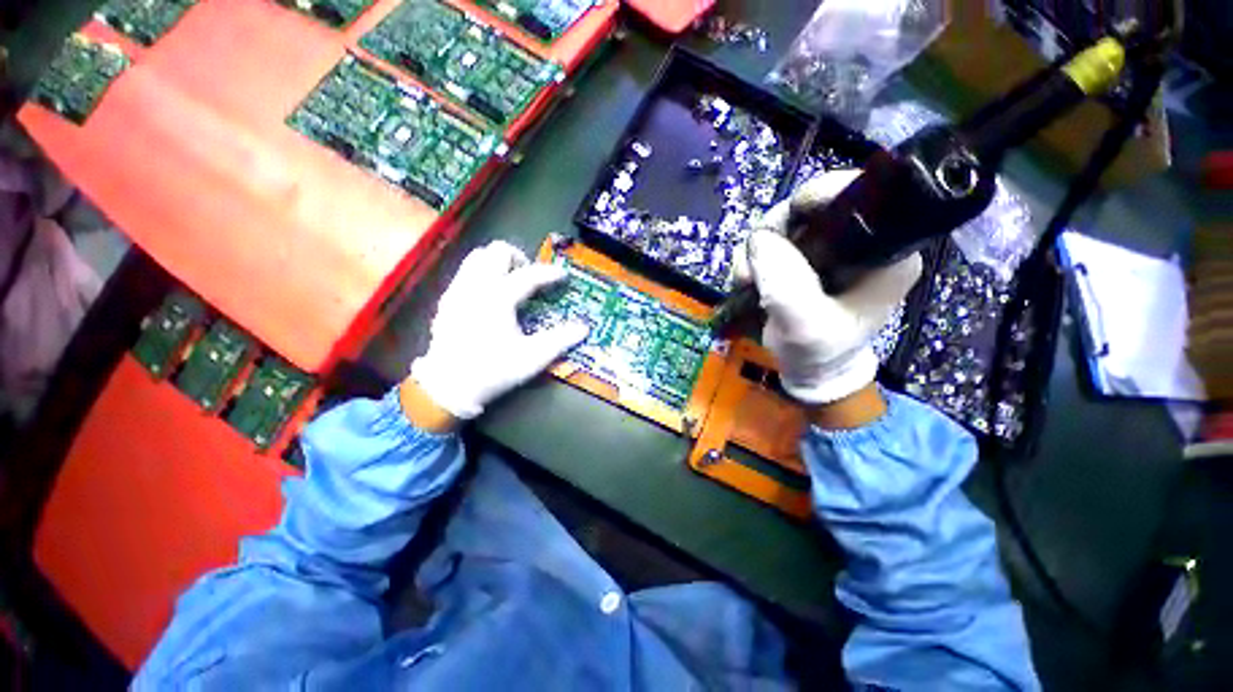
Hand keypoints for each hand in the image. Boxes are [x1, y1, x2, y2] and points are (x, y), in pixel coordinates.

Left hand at [407, 241, 588, 422]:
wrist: (449, 387)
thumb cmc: (494, 370)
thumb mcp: (533, 357)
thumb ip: (561, 340)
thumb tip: (584, 328)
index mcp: (498, 298)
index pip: (529, 275)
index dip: (549, 273)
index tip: (563, 275)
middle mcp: (476, 287)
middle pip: (497, 251)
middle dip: (519, 258)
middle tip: (530, 277)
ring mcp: (457, 291)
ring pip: (477, 257)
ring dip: (497, 262)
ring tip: (510, 281)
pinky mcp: (446, 300)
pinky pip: (465, 273)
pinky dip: (481, 274)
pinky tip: (489, 296)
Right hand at [741, 171, 922, 406]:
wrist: (810, 372)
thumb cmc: (818, 353)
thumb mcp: (804, 326)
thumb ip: (785, 284)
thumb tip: (760, 239)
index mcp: (885, 252)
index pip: (860, 197)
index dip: (818, 197)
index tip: (782, 223)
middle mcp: (862, 242)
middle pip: (813, 207)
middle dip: (774, 231)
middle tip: (752, 264)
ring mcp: (831, 249)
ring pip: (787, 224)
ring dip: (758, 248)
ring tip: (745, 280)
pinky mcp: (807, 259)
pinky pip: (774, 241)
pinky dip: (754, 257)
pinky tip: (747, 280)